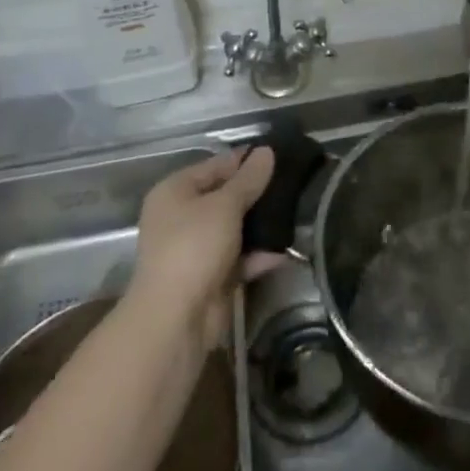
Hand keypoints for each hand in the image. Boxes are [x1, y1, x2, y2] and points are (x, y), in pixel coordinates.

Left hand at [125, 148, 277, 352]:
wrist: (176, 319)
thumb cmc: (194, 247)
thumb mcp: (225, 205)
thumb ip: (248, 178)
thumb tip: (266, 151)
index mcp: (175, 192)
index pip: (215, 165)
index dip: (245, 159)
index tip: (279, 155)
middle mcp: (181, 217)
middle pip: (224, 197)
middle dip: (255, 193)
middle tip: (291, 183)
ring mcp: (195, 249)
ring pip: (234, 228)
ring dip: (259, 225)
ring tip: (294, 212)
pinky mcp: (210, 277)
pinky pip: (238, 258)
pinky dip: (257, 255)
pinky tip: (283, 250)